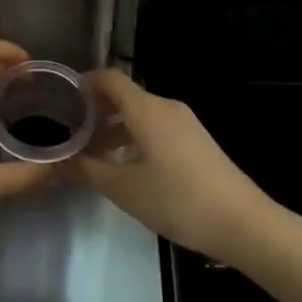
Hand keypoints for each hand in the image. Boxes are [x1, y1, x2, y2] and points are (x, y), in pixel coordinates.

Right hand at [73, 69, 272, 263]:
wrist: (243, 223)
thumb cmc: (178, 200)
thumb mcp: (124, 189)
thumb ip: (87, 170)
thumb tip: (57, 160)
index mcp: (146, 109)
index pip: (109, 78)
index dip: (84, 84)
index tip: (62, 101)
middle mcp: (166, 107)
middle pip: (124, 97)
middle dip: (96, 112)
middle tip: (72, 136)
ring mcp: (185, 123)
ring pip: (140, 115)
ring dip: (115, 129)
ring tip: (94, 157)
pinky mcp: (196, 141)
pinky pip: (156, 128)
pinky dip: (134, 138)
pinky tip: (126, 168)